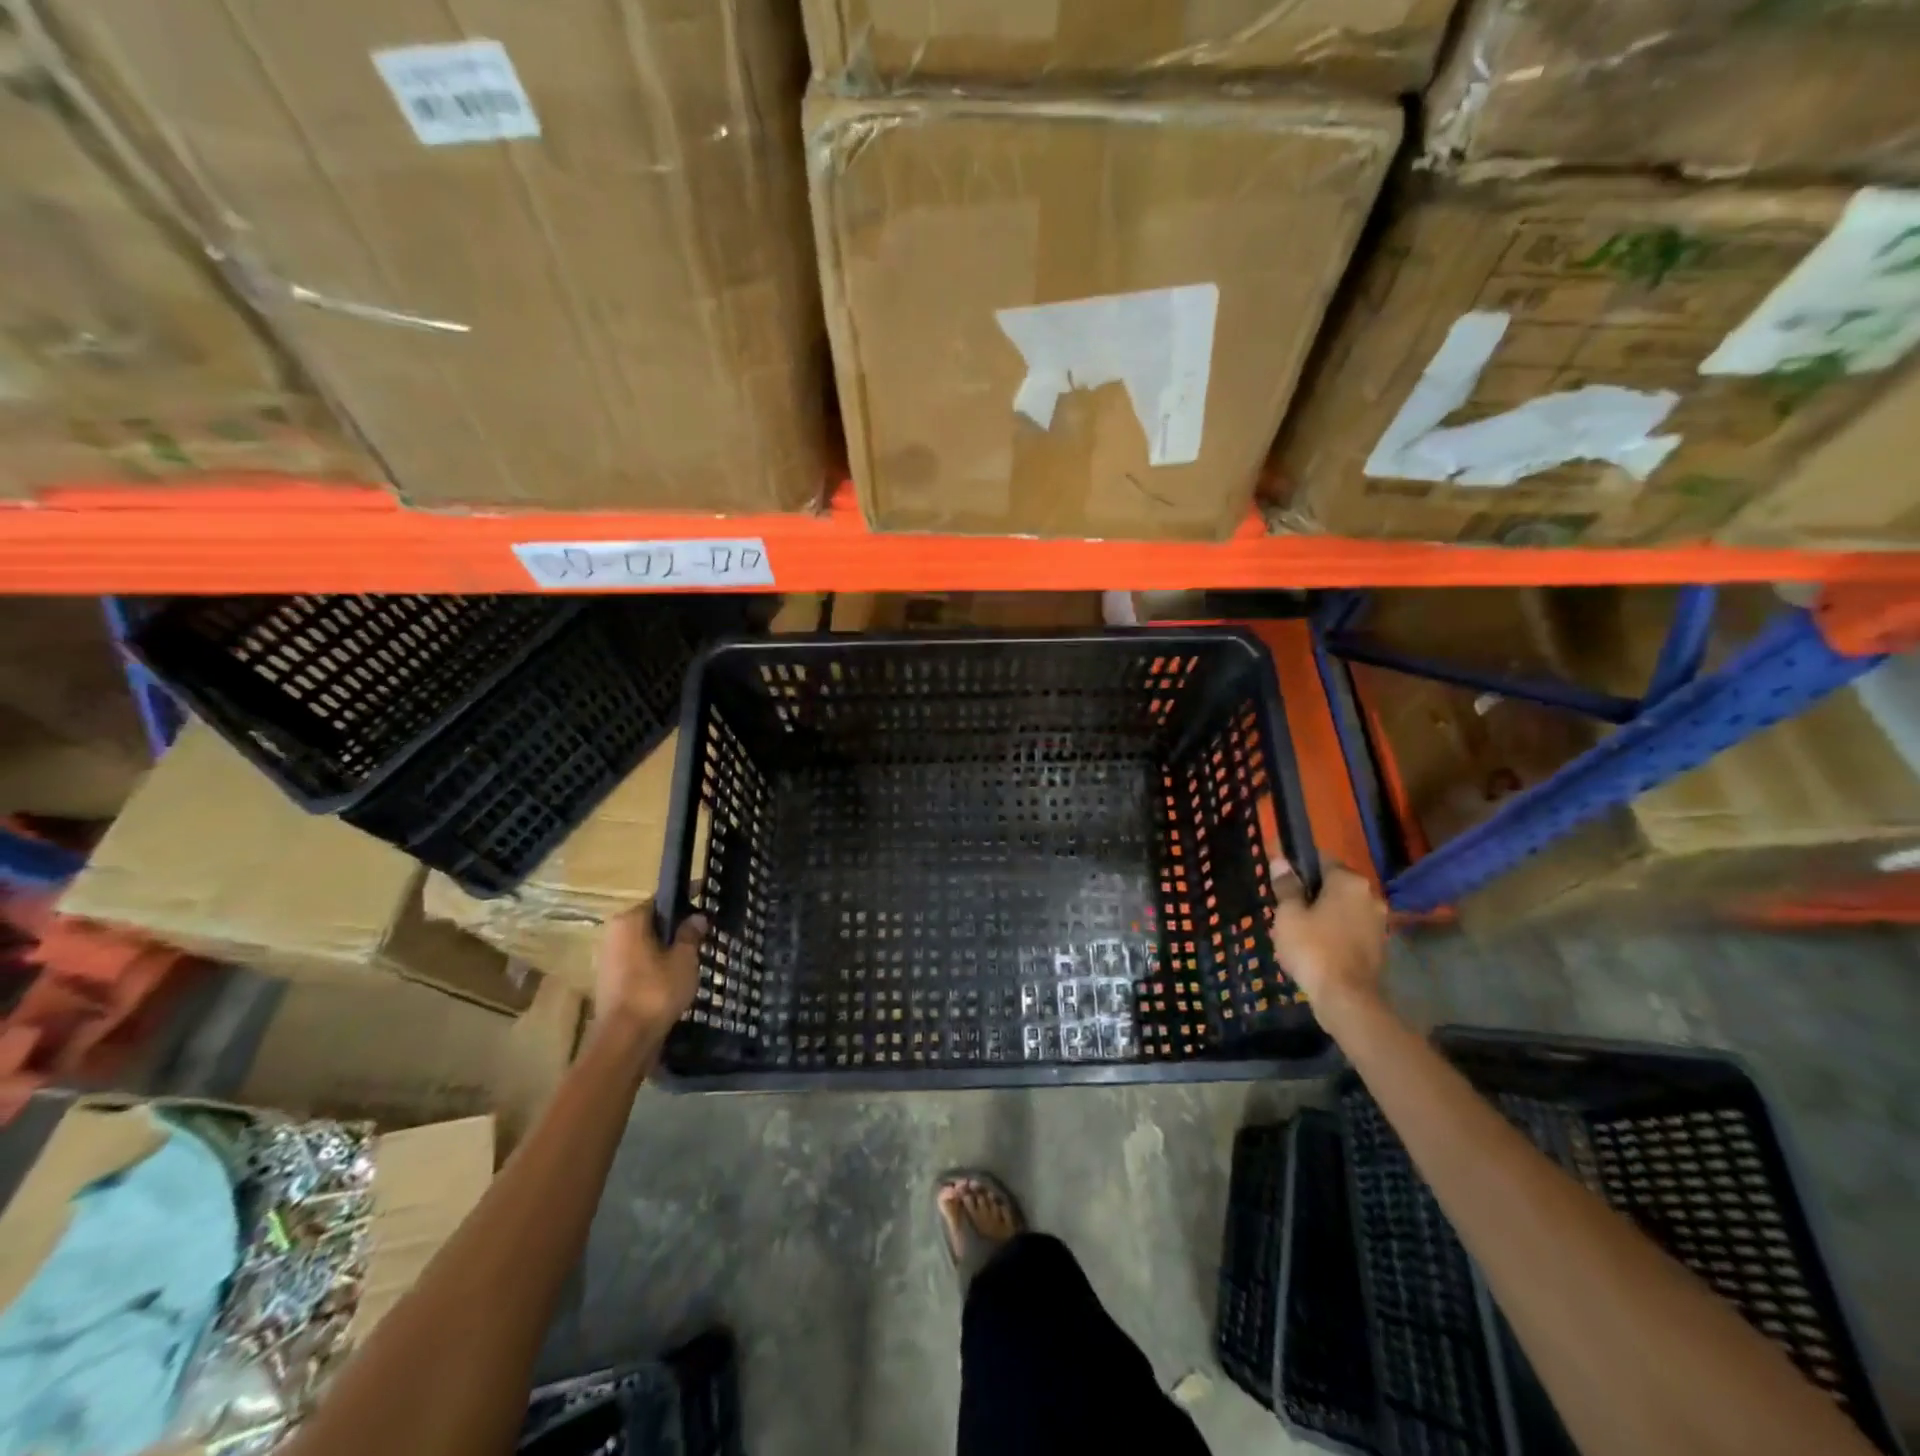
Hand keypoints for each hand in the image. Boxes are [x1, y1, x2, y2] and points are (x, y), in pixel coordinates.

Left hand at [593, 903, 707, 1043]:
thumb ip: (690, 934)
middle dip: (676, 927)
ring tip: (694, 955)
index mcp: (629, 920)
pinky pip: (639, 963)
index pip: (662, 901)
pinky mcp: (610, 981)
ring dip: (666, 948)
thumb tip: (697, 916)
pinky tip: (675, 976)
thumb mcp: (684, 959)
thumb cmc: (656, 991)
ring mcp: (609, 958)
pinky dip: (656, 965)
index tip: (706, 901)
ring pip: (645, 944)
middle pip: (652, 922)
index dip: (686, 900)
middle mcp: (614, 934)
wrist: (625, 1039)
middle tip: (704, 932)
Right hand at [1270, 862, 1387, 1022]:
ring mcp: (1379, 922)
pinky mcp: (1380, 946)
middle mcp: (1370, 895)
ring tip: (1301, 930)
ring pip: (1345, 908)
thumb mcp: (1289, 914)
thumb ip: (1286, 886)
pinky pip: (1353, 928)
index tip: (1282, 882)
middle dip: (1313, 892)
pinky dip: (1337, 932)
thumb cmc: (1313, 948)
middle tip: (1288, 908)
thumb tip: (1281, 861)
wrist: (1347, 999)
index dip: (1299, 867)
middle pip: (1335, 884)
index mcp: (1348, 881)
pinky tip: (1319, 947)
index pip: (1322, 859)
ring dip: (1326, 913)